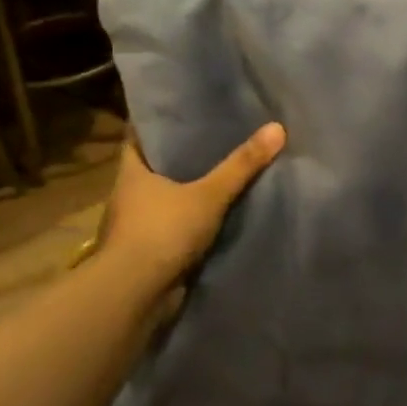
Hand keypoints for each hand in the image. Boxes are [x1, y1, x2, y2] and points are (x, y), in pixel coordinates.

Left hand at [99, 121, 285, 289]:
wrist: (135, 295)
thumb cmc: (162, 232)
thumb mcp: (208, 194)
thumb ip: (241, 165)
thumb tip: (277, 127)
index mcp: (131, 172)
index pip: (139, 135)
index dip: (160, 122)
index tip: (186, 110)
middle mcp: (129, 195)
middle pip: (156, 166)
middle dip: (183, 155)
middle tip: (218, 137)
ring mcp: (137, 226)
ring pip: (166, 198)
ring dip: (188, 191)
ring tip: (225, 173)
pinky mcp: (149, 252)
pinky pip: (176, 227)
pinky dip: (193, 221)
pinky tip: (220, 214)